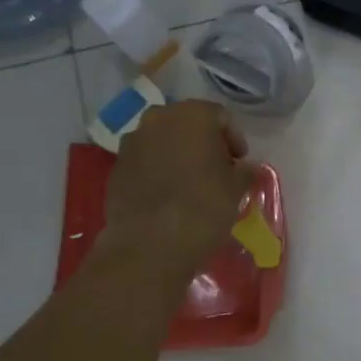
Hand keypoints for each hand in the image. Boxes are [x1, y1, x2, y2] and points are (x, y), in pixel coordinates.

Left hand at [99, 102, 254, 280]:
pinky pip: (144, 161)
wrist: (150, 244)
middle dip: (204, 142)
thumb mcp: (237, 188)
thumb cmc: (204, 206)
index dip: (233, 138)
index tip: (240, 162)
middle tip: (217, 168)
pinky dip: (158, 171)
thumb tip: (244, 168)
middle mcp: (158, 119)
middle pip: (188, 123)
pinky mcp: (116, 168)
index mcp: (192, 115)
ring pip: (163, 140)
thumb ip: (244, 170)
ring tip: (191, 182)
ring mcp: (132, 142)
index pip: (219, 116)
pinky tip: (168, 195)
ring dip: (179, 155)